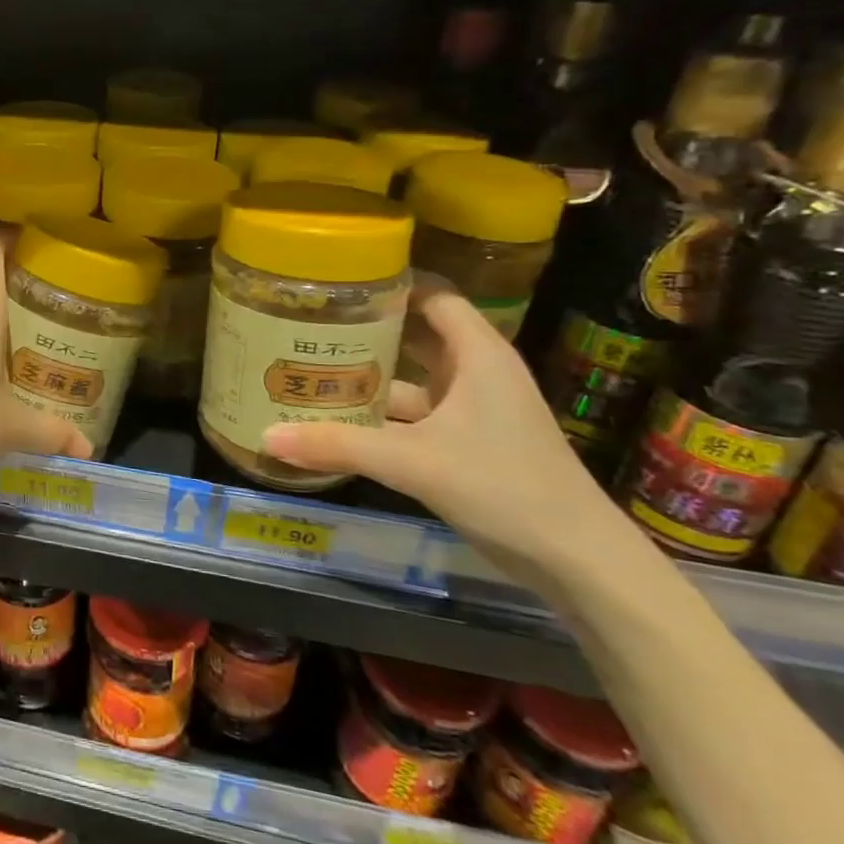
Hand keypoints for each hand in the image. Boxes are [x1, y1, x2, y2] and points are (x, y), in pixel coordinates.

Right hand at [260, 278, 638, 594]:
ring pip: (410, 380)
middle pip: (415, 335)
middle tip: (308, 324)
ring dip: (368, 378)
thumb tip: (266, 435)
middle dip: (366, 330)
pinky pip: (413, 416)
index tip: (339, 282)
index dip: (391, 283)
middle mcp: (475, 373)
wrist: (577, 561)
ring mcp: (472, 411)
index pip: (434, 296)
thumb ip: (339, 446)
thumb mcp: (413, 462)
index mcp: (477, 356)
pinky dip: (380, 416)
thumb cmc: (504, 487)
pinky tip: (338, 422)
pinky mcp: (467, 444)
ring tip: (310, 370)